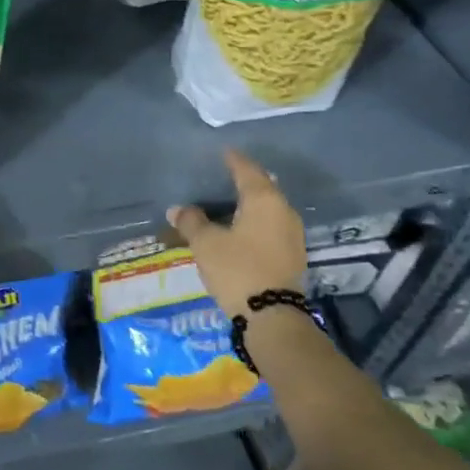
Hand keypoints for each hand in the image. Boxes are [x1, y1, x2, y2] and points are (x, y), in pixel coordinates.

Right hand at [167, 149, 308, 328]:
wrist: (272, 317)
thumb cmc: (237, 269)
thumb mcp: (206, 244)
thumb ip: (191, 222)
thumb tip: (178, 209)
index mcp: (264, 200)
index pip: (247, 170)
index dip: (232, 160)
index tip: (223, 151)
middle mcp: (283, 211)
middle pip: (262, 187)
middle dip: (244, 181)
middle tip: (224, 175)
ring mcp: (292, 235)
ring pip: (267, 209)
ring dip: (249, 204)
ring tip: (228, 202)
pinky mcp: (291, 255)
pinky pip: (270, 227)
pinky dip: (254, 222)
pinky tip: (240, 228)